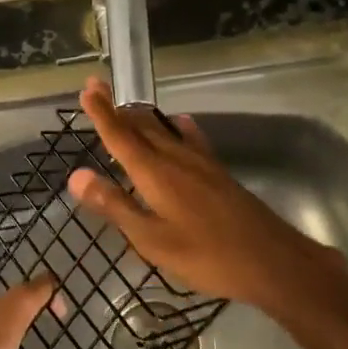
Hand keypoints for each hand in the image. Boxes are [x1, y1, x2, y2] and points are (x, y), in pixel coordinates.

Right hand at [66, 78, 346, 314]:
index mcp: (155, 172)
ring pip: (164, 130)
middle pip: (142, 126)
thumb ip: (115, 206)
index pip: (121, 135)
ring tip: (126, 108)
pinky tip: (180, 124)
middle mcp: (176, 158)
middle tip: (98, 89)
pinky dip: (176, 128)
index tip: (88, 88)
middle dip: (117, 109)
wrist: (271, 260)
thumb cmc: (206, 255)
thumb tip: (76, 176)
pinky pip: (190, 138)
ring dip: (142, 117)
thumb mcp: (152, 239)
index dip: (102, 112)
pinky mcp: (218, 172)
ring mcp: (201, 163)